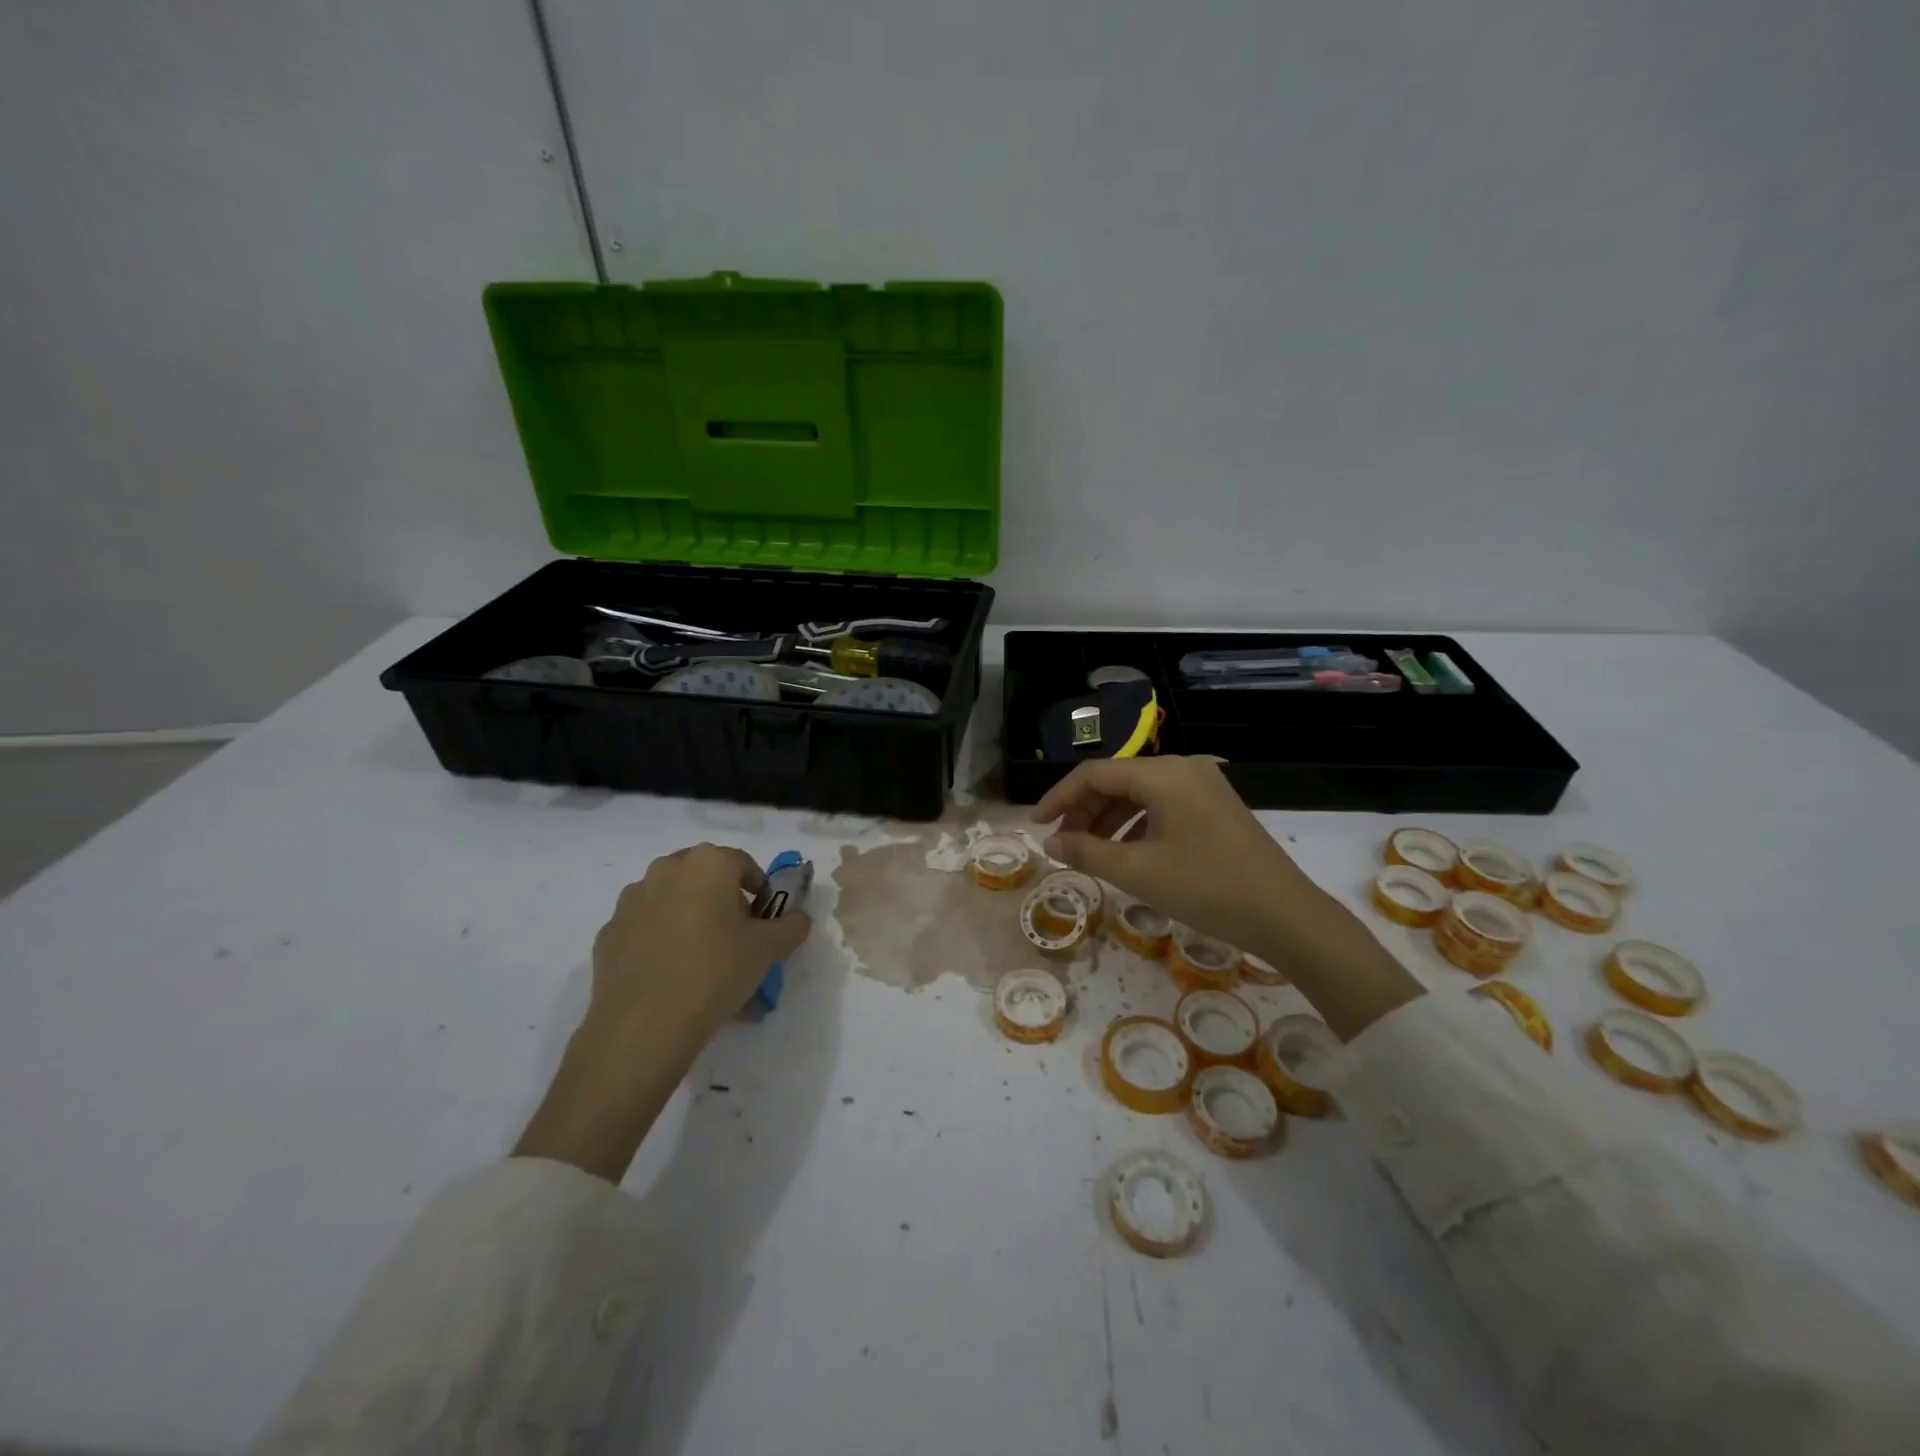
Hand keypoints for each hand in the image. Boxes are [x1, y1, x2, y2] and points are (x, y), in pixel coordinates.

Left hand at [516, 844, 810, 1180]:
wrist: (643, 1026)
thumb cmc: (715, 972)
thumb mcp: (769, 950)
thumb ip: (791, 926)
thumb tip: (798, 918)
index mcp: (708, 863)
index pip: (743, 864)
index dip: (760, 891)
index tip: (765, 922)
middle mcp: (666, 869)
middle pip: (705, 878)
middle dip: (724, 902)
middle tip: (737, 939)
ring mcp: (631, 900)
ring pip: (672, 901)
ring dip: (690, 919)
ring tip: (702, 962)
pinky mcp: (608, 933)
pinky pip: (645, 929)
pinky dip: (660, 942)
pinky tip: (671, 977)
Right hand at [1032, 757, 1421, 1037]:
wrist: (1286, 916)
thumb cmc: (1206, 889)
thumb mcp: (1139, 872)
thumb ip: (1087, 851)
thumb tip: (1050, 842)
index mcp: (1164, 774)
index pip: (1095, 773)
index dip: (1059, 797)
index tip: (1036, 825)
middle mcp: (1184, 768)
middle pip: (1117, 780)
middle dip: (1084, 811)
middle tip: (1061, 844)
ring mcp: (1204, 785)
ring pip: (1139, 794)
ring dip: (1108, 819)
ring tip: (1088, 852)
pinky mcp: (1216, 806)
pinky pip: (1163, 806)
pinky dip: (1136, 825)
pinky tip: (1126, 853)